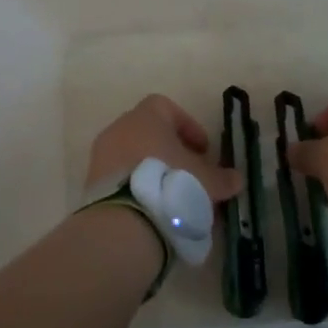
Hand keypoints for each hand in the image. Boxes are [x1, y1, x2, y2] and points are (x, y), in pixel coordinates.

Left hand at [85, 95, 242, 202]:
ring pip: (132, 155)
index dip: (187, 126)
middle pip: (148, 132)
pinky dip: (135, 187)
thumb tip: (236, 179)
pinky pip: (119, 177)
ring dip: (152, 170)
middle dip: (170, 151)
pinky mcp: (92, 182)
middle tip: (189, 174)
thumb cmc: (171, 183)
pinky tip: (152, 208)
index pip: (166, 107)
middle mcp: (119, 128)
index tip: (202, 151)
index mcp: (146, 117)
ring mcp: (101, 154)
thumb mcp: (206, 181)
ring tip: (173, 196)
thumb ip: (223, 178)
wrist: (125, 220)